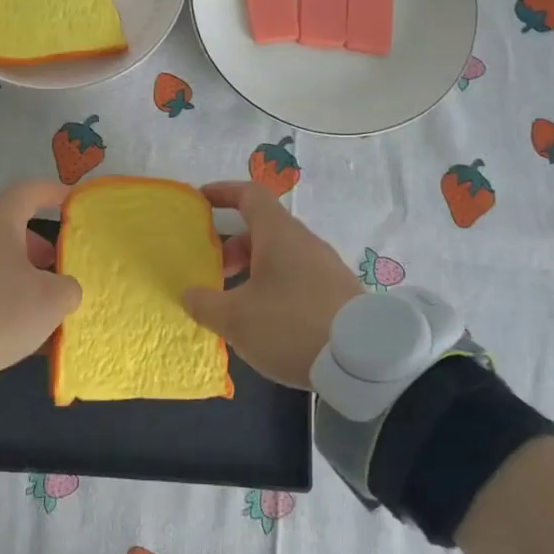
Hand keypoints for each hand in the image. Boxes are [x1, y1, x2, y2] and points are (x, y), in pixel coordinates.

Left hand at [0, 180, 83, 377]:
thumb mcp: (51, 300)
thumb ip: (68, 288)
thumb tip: (63, 288)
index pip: (28, 192)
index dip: (52, 193)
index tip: (71, 202)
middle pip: (11, 231)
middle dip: (39, 248)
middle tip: (58, 268)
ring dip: (21, 277)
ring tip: (41, 307)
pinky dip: (0, 299)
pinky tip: (13, 329)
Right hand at [182, 180, 364, 388]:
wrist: (363, 360)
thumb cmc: (290, 325)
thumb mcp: (235, 319)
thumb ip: (205, 303)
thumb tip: (190, 293)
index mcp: (279, 235)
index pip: (250, 195)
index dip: (223, 192)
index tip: (201, 200)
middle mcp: (304, 243)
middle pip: (263, 230)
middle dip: (232, 247)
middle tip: (213, 274)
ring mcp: (326, 268)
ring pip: (280, 256)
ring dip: (253, 270)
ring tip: (235, 304)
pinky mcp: (338, 293)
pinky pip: (297, 278)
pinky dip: (274, 287)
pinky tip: (266, 321)